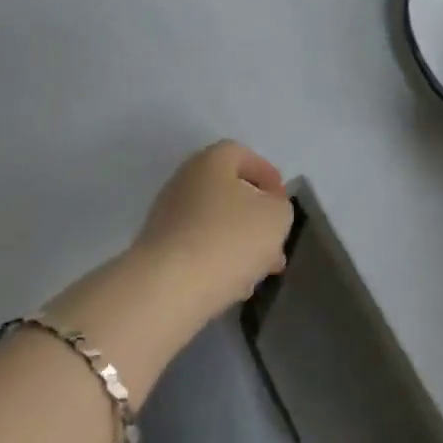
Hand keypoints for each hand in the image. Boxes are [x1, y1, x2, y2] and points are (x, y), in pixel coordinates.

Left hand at [131, 141, 293, 318]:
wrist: (168, 287)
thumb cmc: (228, 239)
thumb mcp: (275, 217)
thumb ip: (279, 207)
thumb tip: (268, 209)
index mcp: (211, 161)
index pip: (242, 155)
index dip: (267, 175)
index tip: (283, 203)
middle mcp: (185, 180)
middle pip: (228, 191)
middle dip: (256, 217)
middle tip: (275, 242)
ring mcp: (167, 214)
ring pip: (214, 222)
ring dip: (239, 242)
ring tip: (260, 271)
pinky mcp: (159, 249)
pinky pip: (197, 247)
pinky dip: (217, 260)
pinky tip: (233, 286)